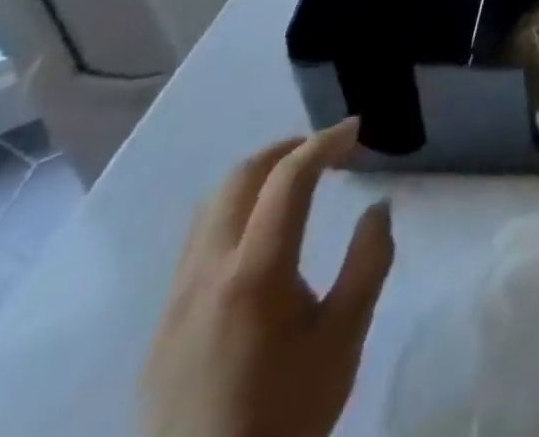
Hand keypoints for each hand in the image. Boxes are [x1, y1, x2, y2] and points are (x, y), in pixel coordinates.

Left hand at [141, 120, 393, 436]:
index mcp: (254, 274)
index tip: (357, 130)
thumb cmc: (285, 418)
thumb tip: (377, 208)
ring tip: (297, 186)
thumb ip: (368, 262)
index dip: (325, 142)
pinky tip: (263, 240)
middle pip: (238, 180)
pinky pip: (197, 245)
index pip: (288, 178)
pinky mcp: (162, 330)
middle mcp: (205, 275)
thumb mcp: (344, 339)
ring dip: (257, 180)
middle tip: (329, 151)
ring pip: (210, 209)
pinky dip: (235, 215)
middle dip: (286, 150)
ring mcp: (174, 303)